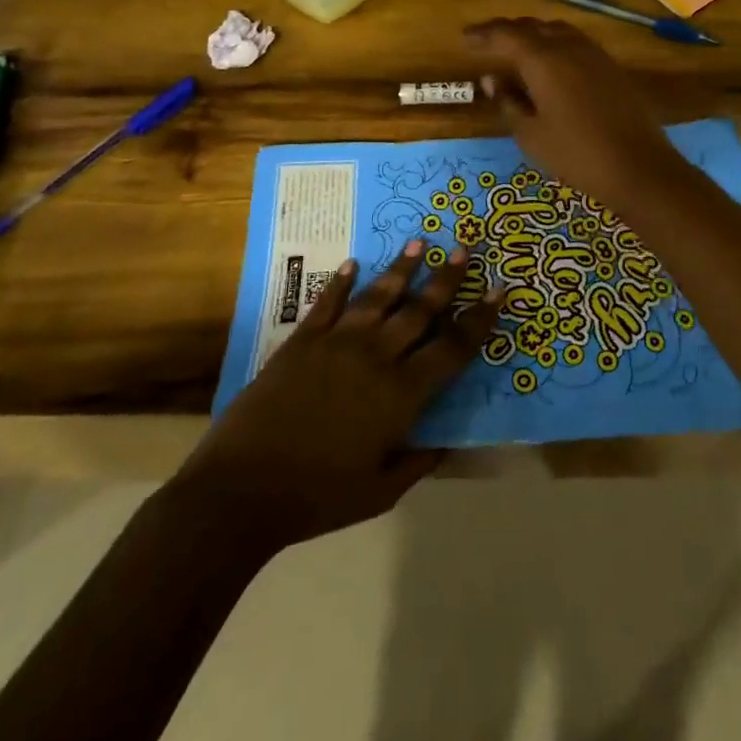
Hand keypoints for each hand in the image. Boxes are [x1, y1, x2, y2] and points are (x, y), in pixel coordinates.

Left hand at [178, 241, 500, 555]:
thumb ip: (417, 463)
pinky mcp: (302, 341)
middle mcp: (375, 357)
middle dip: (446, 279)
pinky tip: (351, 264)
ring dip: (401, 269)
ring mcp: (337, 343)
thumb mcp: (379, 493)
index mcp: (401, 394)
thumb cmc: (316, 497)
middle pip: (419, 310)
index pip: (452, 348)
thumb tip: (444, 443)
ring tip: (418, 243)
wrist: (242, 489)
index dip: (478, 320)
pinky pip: (327, 303)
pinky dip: (340, 282)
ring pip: (378, 297)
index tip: (498, 292)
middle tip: (464, 248)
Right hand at [464, 16, 691, 208]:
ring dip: (534, 35)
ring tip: (517, 51)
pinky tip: (551, 65)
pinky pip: (576, 43)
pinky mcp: (612, 68)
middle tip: (487, 43)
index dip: (483, 34)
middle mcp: (569, 47)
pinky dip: (556, 45)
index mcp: (543, 60)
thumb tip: (492, 79)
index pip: (506, 34)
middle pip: (533, 27)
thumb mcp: (531, 134)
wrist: (638, 167)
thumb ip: (508, 102)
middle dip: (508, 31)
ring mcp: (595, 55)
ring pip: (557, 31)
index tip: (465, 38)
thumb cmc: (576, 154)